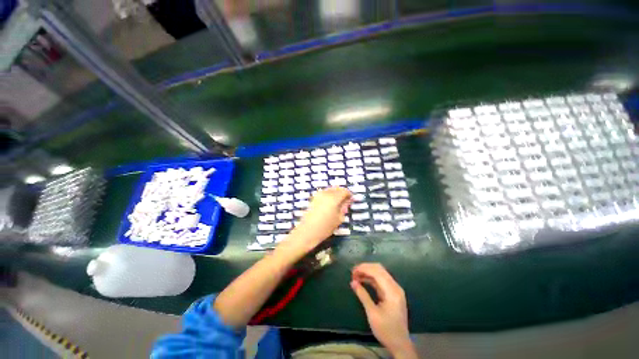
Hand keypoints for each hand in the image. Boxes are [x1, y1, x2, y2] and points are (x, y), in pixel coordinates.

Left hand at [288, 187, 351, 252]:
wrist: (307, 231)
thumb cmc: (325, 227)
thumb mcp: (339, 218)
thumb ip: (343, 208)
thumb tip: (347, 201)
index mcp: (334, 197)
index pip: (344, 191)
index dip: (349, 195)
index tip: (351, 199)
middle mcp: (326, 193)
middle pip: (337, 188)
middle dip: (342, 193)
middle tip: (346, 201)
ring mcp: (319, 194)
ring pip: (330, 190)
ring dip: (336, 193)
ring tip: (338, 202)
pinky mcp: (314, 198)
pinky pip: (325, 193)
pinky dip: (329, 195)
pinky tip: (330, 203)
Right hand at [351, 263, 416, 358]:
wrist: (400, 344)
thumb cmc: (386, 330)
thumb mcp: (372, 314)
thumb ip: (363, 295)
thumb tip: (352, 282)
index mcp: (392, 291)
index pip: (377, 272)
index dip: (364, 268)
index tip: (352, 271)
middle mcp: (395, 287)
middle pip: (379, 269)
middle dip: (365, 268)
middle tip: (353, 272)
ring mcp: (395, 289)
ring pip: (380, 273)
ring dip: (368, 272)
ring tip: (356, 276)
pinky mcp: (392, 292)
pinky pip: (381, 280)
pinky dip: (371, 278)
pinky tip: (363, 280)